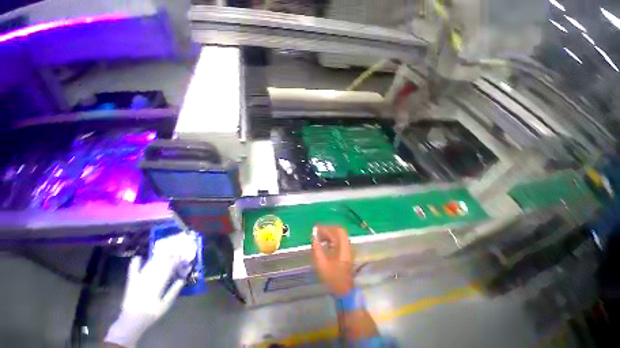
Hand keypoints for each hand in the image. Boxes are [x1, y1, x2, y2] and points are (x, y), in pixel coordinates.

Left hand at [104, 253, 186, 347]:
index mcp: (158, 284)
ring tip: (164, 252)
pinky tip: (138, 257)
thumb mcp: (166, 304)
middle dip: (168, 256)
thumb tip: (182, 278)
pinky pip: (133, 270)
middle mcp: (149, 278)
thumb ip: (174, 291)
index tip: (182, 256)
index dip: (176, 260)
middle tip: (175, 252)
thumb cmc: (152, 312)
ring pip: (149, 265)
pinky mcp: (131, 282)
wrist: (132, 320)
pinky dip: (135, 263)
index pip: (169, 268)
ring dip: (157, 258)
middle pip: (159, 264)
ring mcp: (139, 279)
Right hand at [311, 226, 353, 294]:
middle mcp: (346, 246)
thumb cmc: (332, 278)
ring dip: (329, 233)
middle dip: (327, 229)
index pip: (336, 231)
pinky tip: (324, 242)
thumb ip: (317, 249)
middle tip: (317, 232)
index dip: (326, 228)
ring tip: (319, 237)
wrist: (344, 290)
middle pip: (338, 231)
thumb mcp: (322, 264)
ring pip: (338, 235)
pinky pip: (338, 240)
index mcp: (343, 248)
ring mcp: (347, 249)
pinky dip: (331, 238)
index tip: (316, 229)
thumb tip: (313, 237)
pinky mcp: (345, 252)